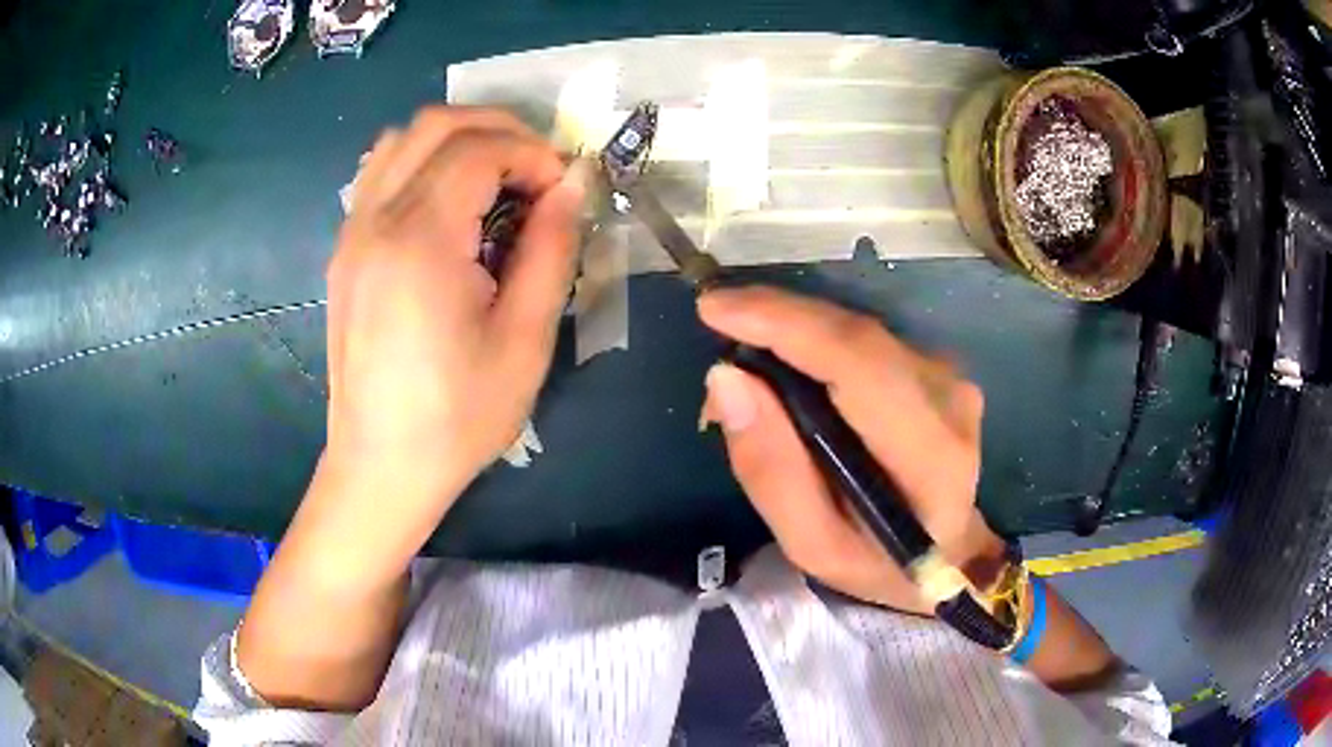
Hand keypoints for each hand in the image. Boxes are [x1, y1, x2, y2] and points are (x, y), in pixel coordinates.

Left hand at [325, 106, 585, 519]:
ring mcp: (352, 232)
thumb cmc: (458, 416)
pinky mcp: (344, 251)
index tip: (563, 190)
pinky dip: (422, 162)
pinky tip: (449, 203)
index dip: (533, 154)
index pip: (479, 148)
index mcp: (420, 240)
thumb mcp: (525, 339)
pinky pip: (380, 172)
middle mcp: (376, 220)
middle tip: (537, 173)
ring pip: (401, 139)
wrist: (382, 464)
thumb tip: (571, 184)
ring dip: (458, 140)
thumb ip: (551, 248)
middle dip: (499, 130)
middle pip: (436, 125)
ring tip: (496, 180)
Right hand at [699, 287, 1004, 613]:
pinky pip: (863, 338)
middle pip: (854, 333)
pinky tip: (784, 365)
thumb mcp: (813, 544)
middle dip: (775, 319)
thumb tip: (726, 379)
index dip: (785, 324)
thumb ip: (771, 471)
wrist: (951, 553)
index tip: (715, 309)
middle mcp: (948, 397)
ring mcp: (947, 375)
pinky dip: (814, 340)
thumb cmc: (880, 562)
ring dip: (790, 330)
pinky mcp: (936, 365)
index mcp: (929, 452)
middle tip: (715, 328)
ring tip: (743, 364)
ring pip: (855, 329)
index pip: (857, 362)